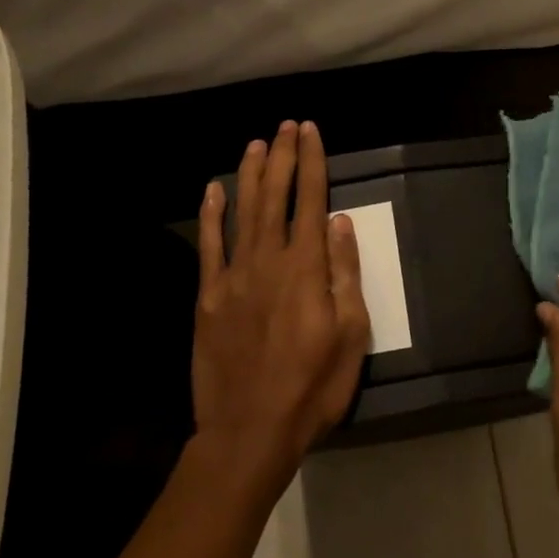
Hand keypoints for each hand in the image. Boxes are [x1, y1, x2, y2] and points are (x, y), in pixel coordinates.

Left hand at [192, 121, 370, 492]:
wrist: (249, 431)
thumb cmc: (312, 387)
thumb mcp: (350, 335)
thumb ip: (344, 274)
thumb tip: (340, 221)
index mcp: (305, 268)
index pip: (310, 200)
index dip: (311, 162)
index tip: (310, 132)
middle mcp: (268, 261)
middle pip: (275, 196)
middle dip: (281, 157)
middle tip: (285, 126)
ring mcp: (233, 277)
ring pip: (243, 212)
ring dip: (250, 174)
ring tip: (256, 143)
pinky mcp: (208, 297)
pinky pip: (210, 246)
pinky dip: (212, 214)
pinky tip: (213, 190)